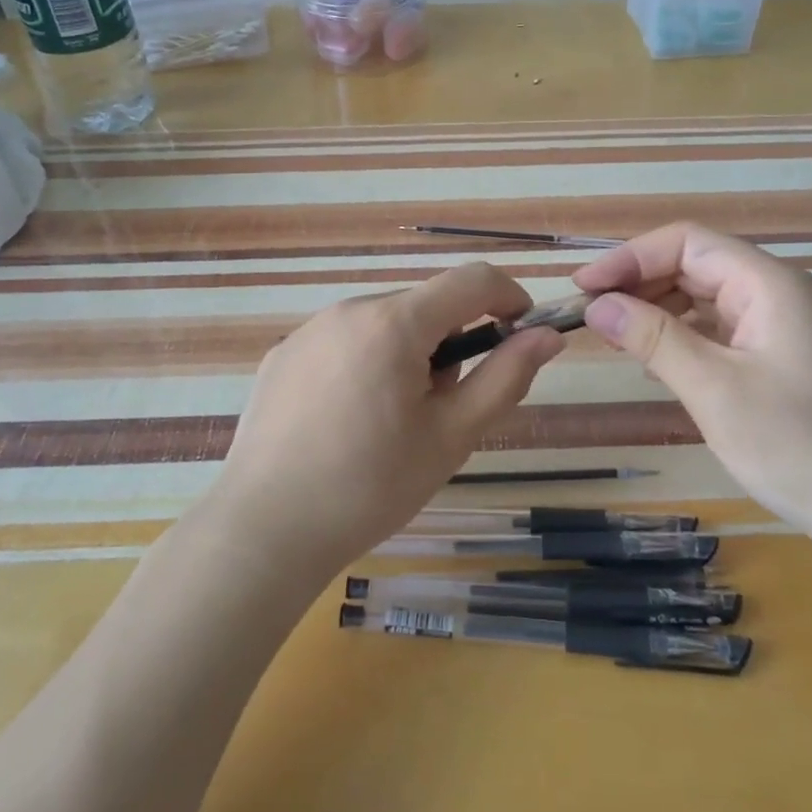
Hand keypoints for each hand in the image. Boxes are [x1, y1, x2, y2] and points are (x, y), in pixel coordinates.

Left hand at [208, 263, 564, 582]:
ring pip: (383, 323)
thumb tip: (547, 336)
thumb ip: (505, 377)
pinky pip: (344, 342)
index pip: (472, 280)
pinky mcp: (282, 355)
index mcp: (394, 323)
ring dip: (407, 353)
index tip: (522, 332)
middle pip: (425, 304)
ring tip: (392, 421)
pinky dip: (365, 363)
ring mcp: (308, 330)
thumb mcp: (452, 436)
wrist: (263, 531)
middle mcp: (349, 310)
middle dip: (452, 340)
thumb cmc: (370, 486)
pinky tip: (346, 422)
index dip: (509, 297)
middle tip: (445, 405)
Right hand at [573, 222, 811, 538]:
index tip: (584, 287)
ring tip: (616, 336)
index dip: (630, 257)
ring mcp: (784, 326)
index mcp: (769, 284)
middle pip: (697, 265)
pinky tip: (657, 360)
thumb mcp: (714, 389)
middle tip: (592, 314)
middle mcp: (779, 293)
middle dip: (641, 283)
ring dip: (659, 310)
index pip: (687, 243)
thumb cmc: (798, 445)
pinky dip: (684, 336)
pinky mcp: (783, 358)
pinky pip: (722, 329)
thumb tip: (597, 304)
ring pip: (708, 297)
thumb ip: (653, 338)